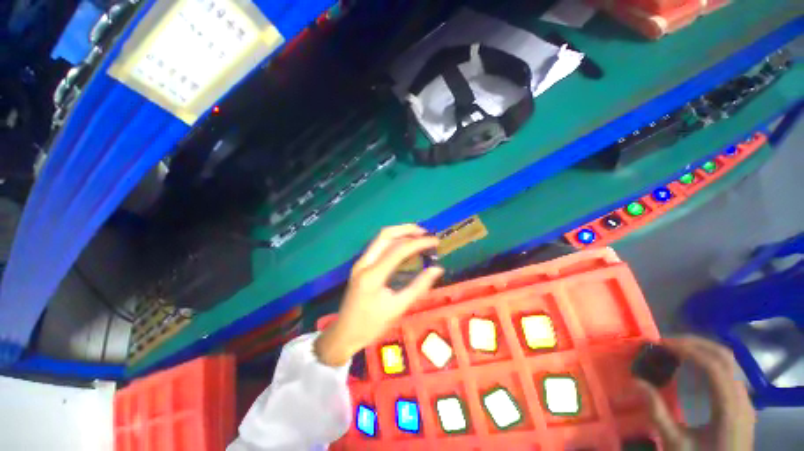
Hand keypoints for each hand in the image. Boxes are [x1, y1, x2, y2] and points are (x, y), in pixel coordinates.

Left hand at [314, 224, 442, 366]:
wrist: (343, 334)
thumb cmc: (371, 325)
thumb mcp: (398, 308)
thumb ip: (419, 286)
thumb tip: (437, 269)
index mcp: (373, 275)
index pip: (399, 250)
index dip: (419, 243)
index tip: (435, 242)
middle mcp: (364, 263)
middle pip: (385, 235)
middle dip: (407, 230)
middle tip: (425, 232)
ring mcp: (360, 262)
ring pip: (380, 238)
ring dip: (400, 233)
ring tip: (418, 236)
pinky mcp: (360, 265)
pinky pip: (378, 246)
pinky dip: (393, 241)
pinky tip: (404, 246)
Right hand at [635, 336, 755, 450]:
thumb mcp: (675, 442)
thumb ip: (657, 412)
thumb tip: (636, 381)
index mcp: (729, 409)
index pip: (713, 366)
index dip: (688, 350)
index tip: (662, 344)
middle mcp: (742, 399)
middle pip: (725, 358)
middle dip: (696, 344)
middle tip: (669, 343)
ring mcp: (745, 401)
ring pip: (729, 363)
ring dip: (703, 351)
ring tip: (678, 350)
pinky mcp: (743, 405)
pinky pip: (729, 373)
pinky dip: (710, 362)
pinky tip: (694, 368)